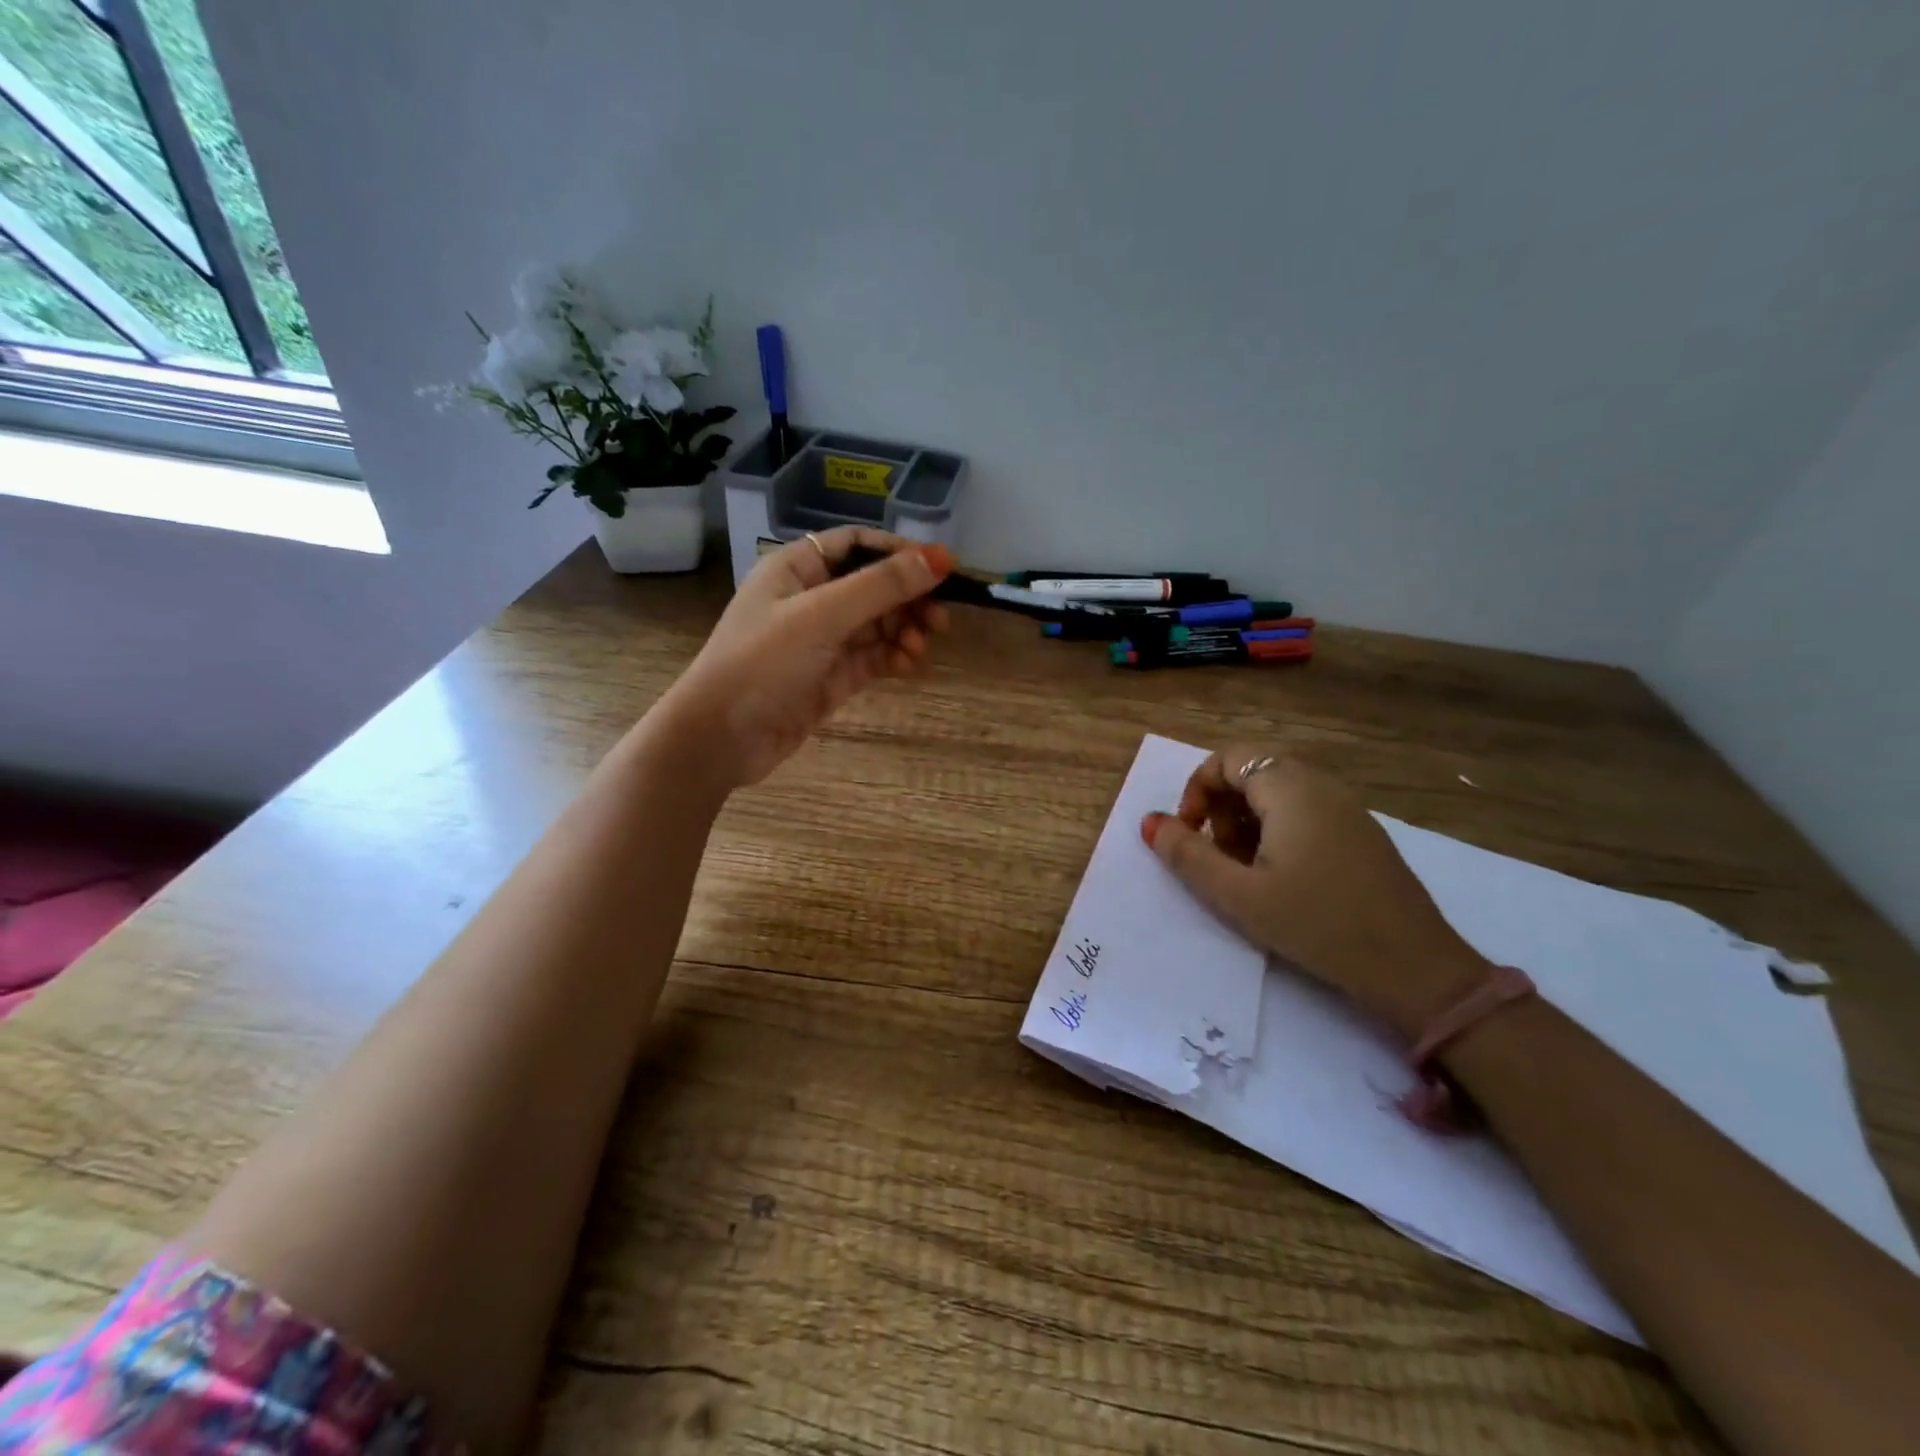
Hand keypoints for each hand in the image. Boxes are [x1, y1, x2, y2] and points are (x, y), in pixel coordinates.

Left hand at [662, 528, 952, 789]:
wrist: (720, 739)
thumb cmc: (762, 663)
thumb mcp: (822, 616)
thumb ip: (882, 586)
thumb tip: (940, 558)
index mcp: (796, 568)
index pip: (857, 545)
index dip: (899, 552)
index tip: (942, 567)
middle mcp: (809, 599)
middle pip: (873, 586)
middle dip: (908, 599)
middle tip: (940, 619)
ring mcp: (820, 641)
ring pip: (876, 624)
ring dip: (903, 630)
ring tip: (919, 647)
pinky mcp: (830, 677)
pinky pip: (871, 657)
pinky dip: (892, 657)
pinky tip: (908, 665)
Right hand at [1142, 749, 1491, 1039]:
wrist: (1415, 968)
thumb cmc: (1316, 925)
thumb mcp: (1237, 895)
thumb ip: (1186, 855)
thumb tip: (1150, 822)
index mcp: (1290, 788)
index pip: (1226, 759)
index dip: (1196, 791)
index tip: (1189, 836)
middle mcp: (1321, 784)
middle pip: (1251, 773)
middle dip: (1220, 810)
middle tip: (1217, 859)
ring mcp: (1347, 808)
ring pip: (1278, 794)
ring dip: (1246, 823)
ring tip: (1245, 873)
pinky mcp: (1361, 833)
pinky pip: (1305, 812)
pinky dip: (1277, 832)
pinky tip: (1282, 879)